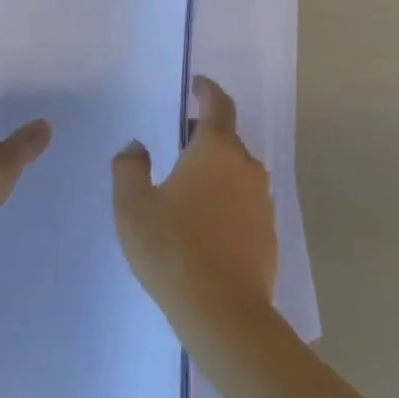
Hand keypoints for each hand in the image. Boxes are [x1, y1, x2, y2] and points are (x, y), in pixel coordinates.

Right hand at [112, 77, 277, 312]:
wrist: (224, 312)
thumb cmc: (173, 250)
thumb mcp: (133, 207)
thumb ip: (129, 167)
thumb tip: (137, 147)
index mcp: (216, 149)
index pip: (217, 103)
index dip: (206, 89)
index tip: (196, 85)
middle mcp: (245, 165)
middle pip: (226, 137)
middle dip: (203, 135)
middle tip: (177, 146)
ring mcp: (262, 199)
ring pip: (236, 170)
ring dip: (215, 169)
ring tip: (187, 189)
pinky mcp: (268, 230)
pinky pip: (244, 200)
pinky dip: (226, 199)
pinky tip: (206, 224)